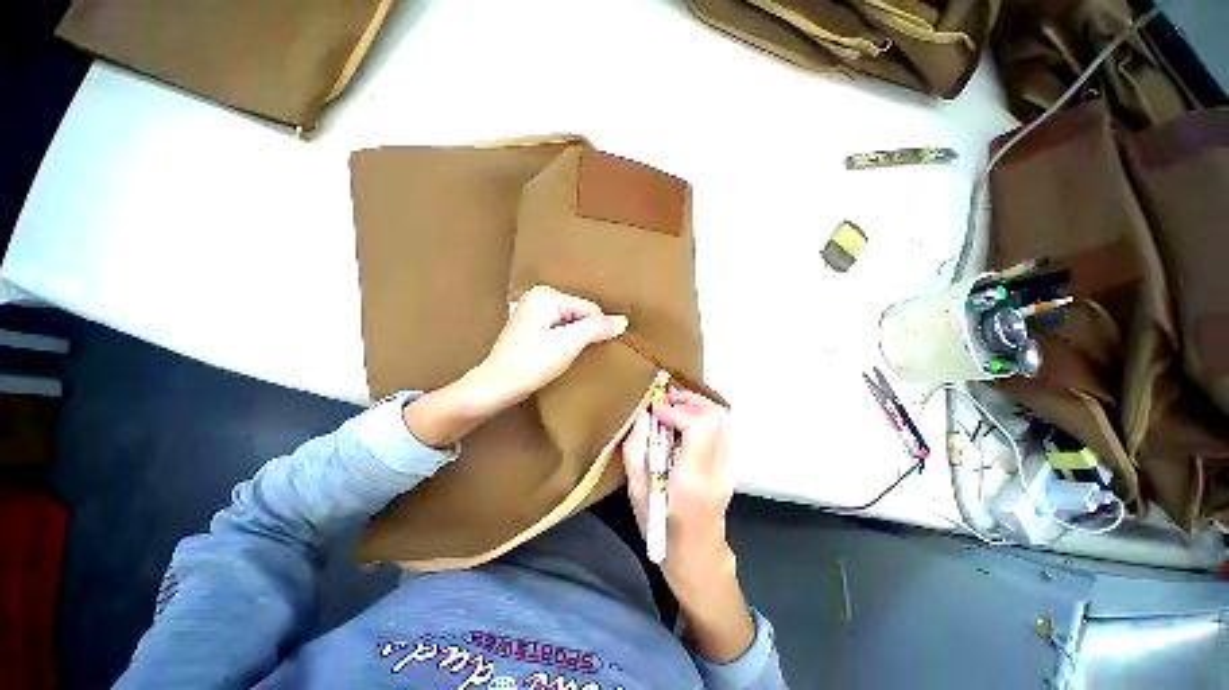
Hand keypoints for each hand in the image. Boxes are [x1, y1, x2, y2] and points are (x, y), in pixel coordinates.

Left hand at [475, 285, 627, 408]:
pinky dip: (563, 339)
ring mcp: (530, 310)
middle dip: (583, 333)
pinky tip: (556, 353)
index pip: (589, 308)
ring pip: (569, 321)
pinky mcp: (528, 324)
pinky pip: (557, 327)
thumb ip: (597, 328)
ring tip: (564, 355)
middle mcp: (537, 296)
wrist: (497, 385)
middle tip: (573, 353)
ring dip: (574, 338)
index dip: (594, 330)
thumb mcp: (569, 344)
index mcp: (546, 295)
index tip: (585, 350)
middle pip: (579, 313)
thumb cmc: (533, 363)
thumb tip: (623, 320)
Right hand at [622, 387, 753, 661]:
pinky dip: (701, 416)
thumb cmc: (662, 530)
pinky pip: (719, 429)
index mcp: (694, 479)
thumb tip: (643, 417)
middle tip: (665, 397)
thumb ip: (636, 452)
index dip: (677, 411)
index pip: (700, 427)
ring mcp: (728, 466)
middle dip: (689, 400)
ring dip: (696, 405)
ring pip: (721, 420)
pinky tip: (683, 420)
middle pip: (716, 417)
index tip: (655, 412)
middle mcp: (718, 468)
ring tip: (672, 404)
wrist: (698, 557)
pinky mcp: (728, 465)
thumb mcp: (637, 494)